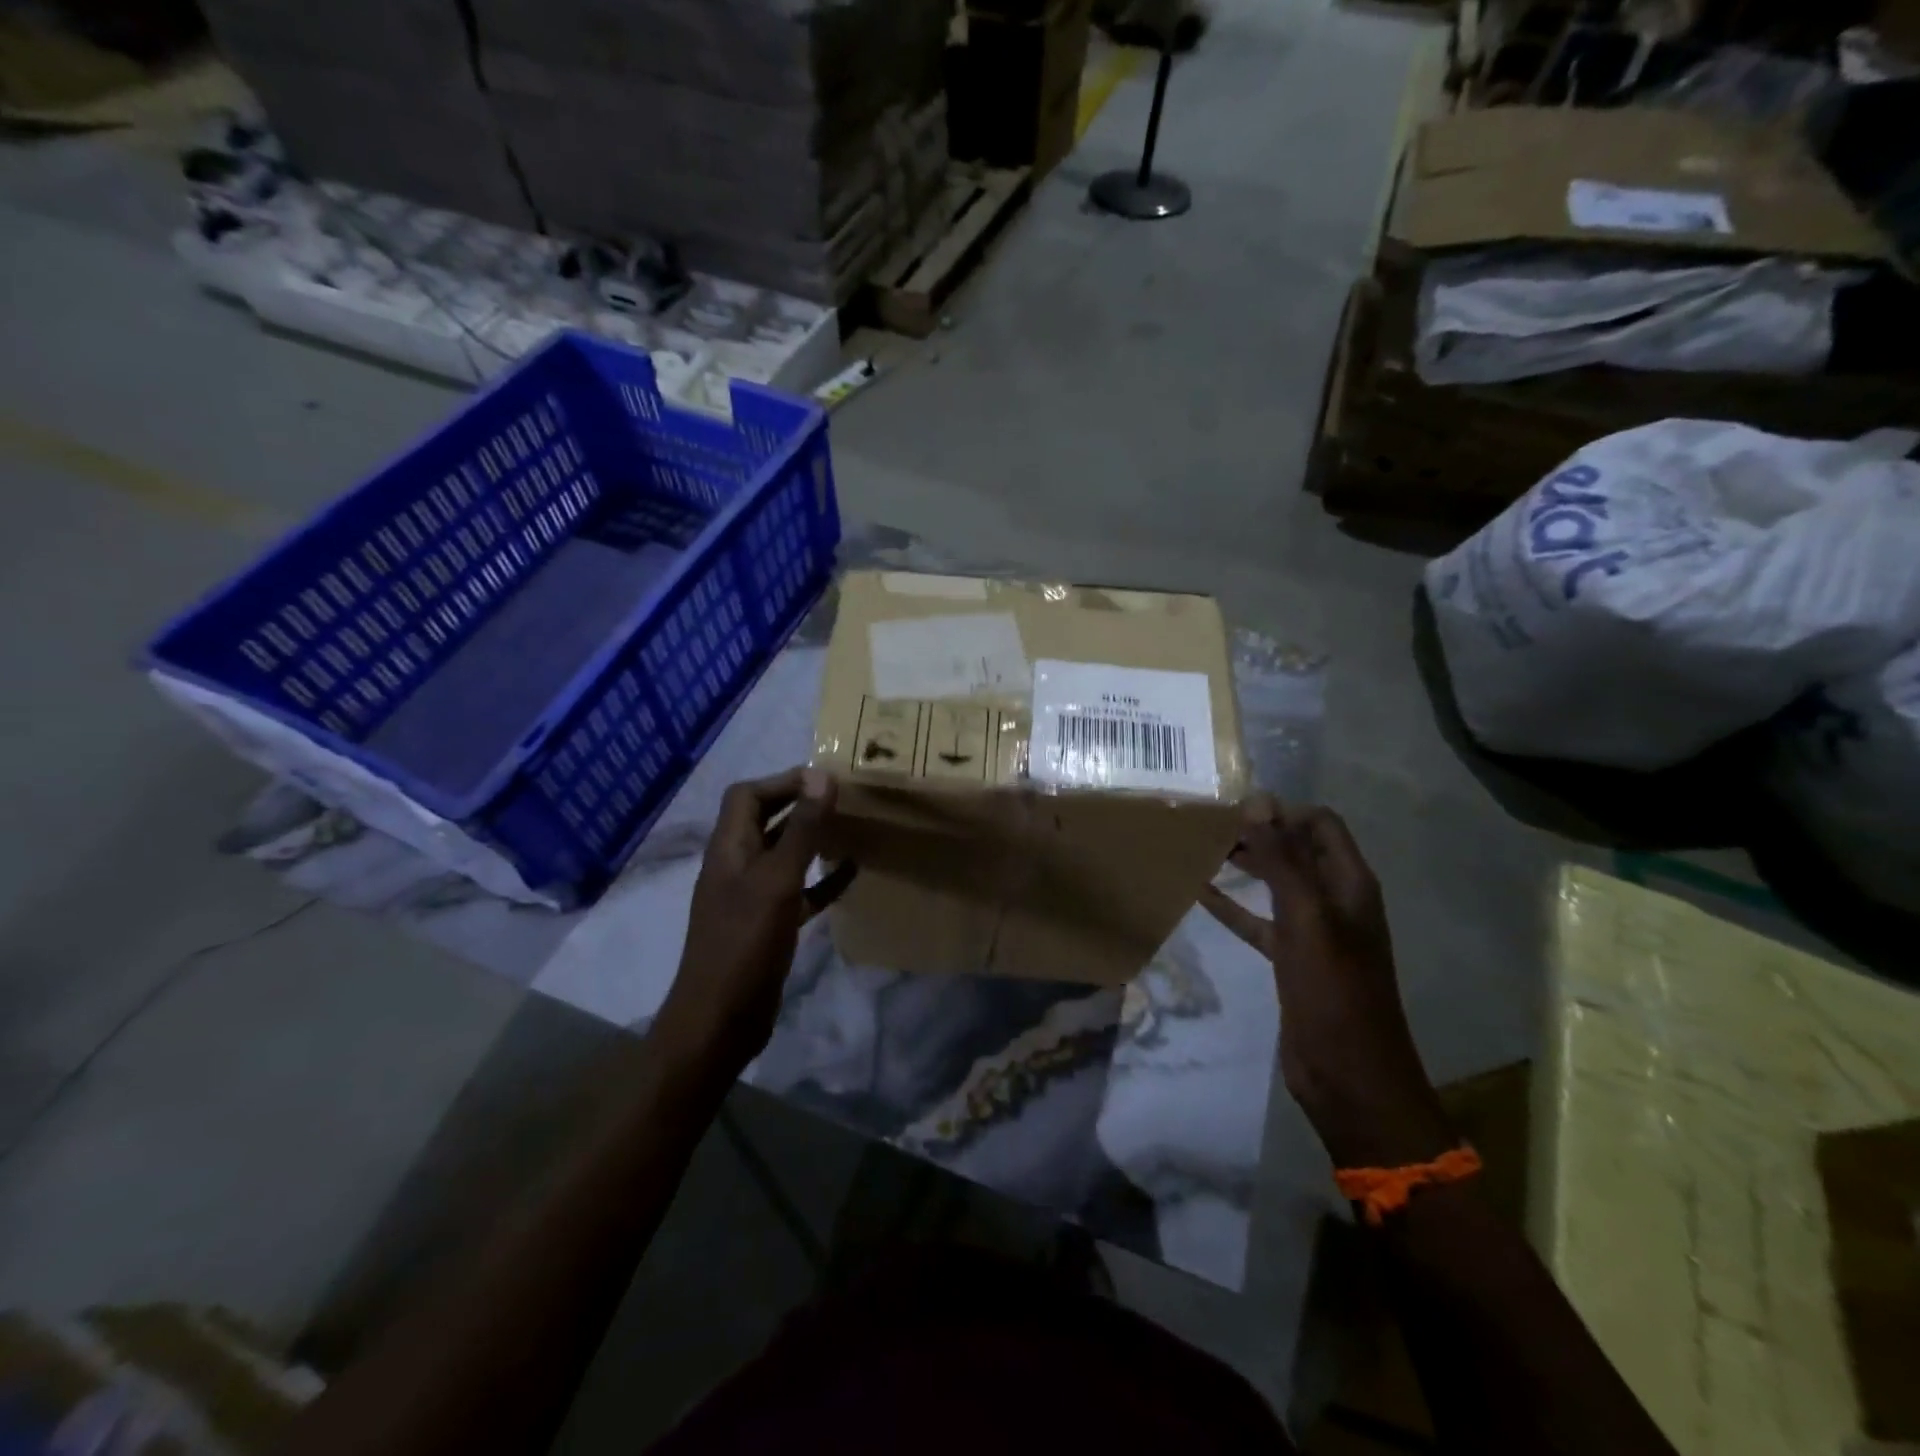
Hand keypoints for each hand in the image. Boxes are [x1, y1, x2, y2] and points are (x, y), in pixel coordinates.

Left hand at [653, 768, 852, 1077]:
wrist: (721, 1020)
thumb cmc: (745, 943)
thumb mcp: (777, 880)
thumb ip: (801, 829)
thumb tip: (821, 775)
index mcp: (729, 848)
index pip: (747, 795)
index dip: (781, 780)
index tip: (823, 780)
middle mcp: (737, 866)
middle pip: (765, 820)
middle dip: (799, 804)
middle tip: (843, 798)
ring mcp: (752, 897)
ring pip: (784, 854)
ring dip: (813, 839)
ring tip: (851, 827)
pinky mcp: (769, 925)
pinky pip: (799, 890)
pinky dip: (823, 879)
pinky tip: (853, 874)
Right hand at [1201, 798, 1451, 1169]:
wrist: (1349, 1077)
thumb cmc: (1334, 994)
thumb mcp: (1307, 920)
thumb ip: (1283, 861)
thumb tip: (1258, 801)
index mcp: (1350, 884)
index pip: (1320, 824)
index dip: (1281, 810)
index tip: (1232, 807)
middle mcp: (1334, 900)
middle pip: (1295, 849)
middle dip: (1258, 832)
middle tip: (1207, 823)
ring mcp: (1312, 931)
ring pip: (1274, 882)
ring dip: (1244, 864)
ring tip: (1199, 847)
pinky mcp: (1290, 959)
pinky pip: (1257, 920)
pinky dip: (1231, 905)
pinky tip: (1198, 892)